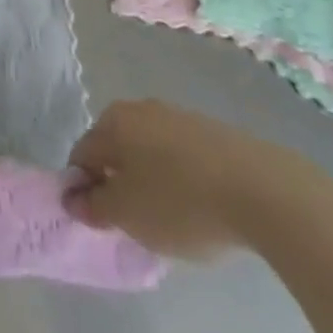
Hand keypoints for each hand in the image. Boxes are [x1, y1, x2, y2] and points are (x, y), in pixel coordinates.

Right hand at [64, 99, 305, 259]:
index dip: (85, 191)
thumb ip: (94, 207)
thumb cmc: (180, 201)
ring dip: (150, 182)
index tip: (103, 224)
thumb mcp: (128, 215)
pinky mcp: (209, 131)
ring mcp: (176, 116)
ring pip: (148, 152)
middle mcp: (139, 108)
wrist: (260, 189)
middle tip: (136, 224)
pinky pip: (180, 156)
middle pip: (115, 150)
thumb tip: (72, 198)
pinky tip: (199, 207)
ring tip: (171, 220)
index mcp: (112, 121)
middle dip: (118, 184)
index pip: (83, 155)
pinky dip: (180, 179)